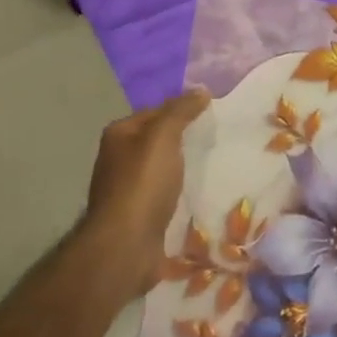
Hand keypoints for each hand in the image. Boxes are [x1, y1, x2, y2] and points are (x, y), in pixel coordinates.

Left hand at [81, 88, 209, 298]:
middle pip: (158, 140)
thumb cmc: (142, 184)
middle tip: (217, 139)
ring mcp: (128, 189)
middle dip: (184, 140)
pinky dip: (181, 192)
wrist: (126, 246)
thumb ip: (180, 112)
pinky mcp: (139, 215)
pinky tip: (201, 193)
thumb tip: (201, 90)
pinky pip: (165, 195)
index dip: (182, 110)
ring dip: (184, 168)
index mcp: (119, 135)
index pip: (156, 112)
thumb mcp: (162, 137)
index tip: (212, 114)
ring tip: (215, 165)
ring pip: (163, 169)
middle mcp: (118, 159)